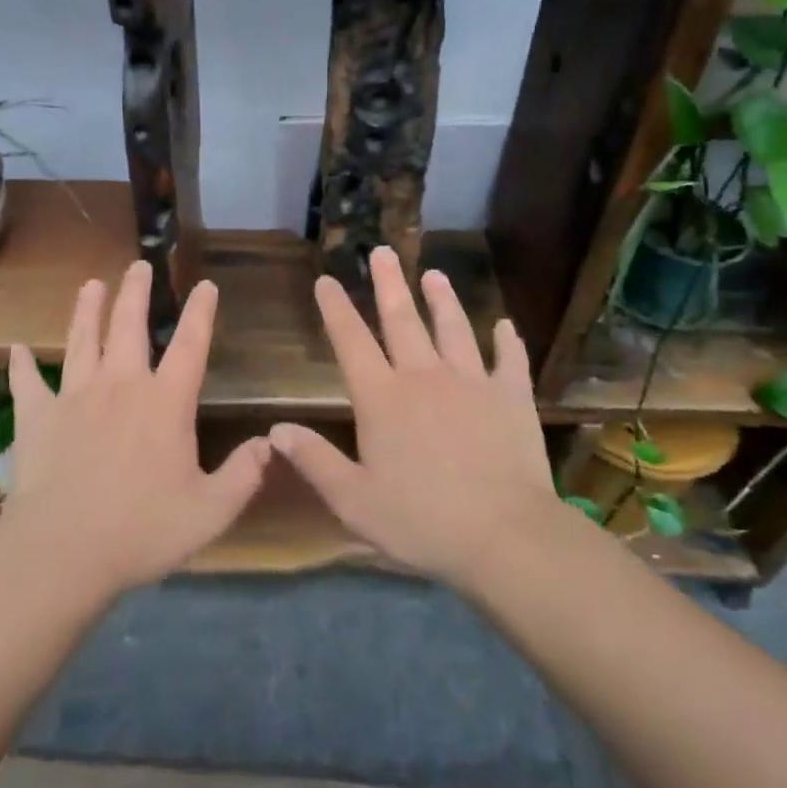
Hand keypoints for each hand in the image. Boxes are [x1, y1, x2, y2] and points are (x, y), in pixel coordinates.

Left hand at [0, 261, 270, 598]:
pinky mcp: (37, 417)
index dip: (200, 313)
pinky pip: (28, 383)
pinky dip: (21, 365)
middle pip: (129, 326)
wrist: (63, 551)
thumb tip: (269, 443)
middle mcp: (121, 385)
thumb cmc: (142, 530)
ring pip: (82, 340)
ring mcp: (75, 397)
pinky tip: (16, 348)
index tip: (205, 286)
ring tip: (90, 284)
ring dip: (87, 310)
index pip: (190, 345)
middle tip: (138, 265)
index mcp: (165, 402)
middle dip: (136, 292)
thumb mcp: (210, 511)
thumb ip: (244, 475)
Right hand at [270, 247, 561, 591]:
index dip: (336, 309)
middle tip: (383, 252)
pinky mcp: (511, 397)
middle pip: (402, 320)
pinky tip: (505, 325)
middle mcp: (424, 377)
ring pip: (453, 329)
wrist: (504, 536)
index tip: (326, 279)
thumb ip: (314, 462)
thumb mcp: (354, 501)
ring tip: (434, 274)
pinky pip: (509, 360)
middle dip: (389, 284)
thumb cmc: (422, 521)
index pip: (351, 342)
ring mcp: (471, 382)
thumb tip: (275, 430)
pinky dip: (507, 341)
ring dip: (443, 300)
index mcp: (382, 398)